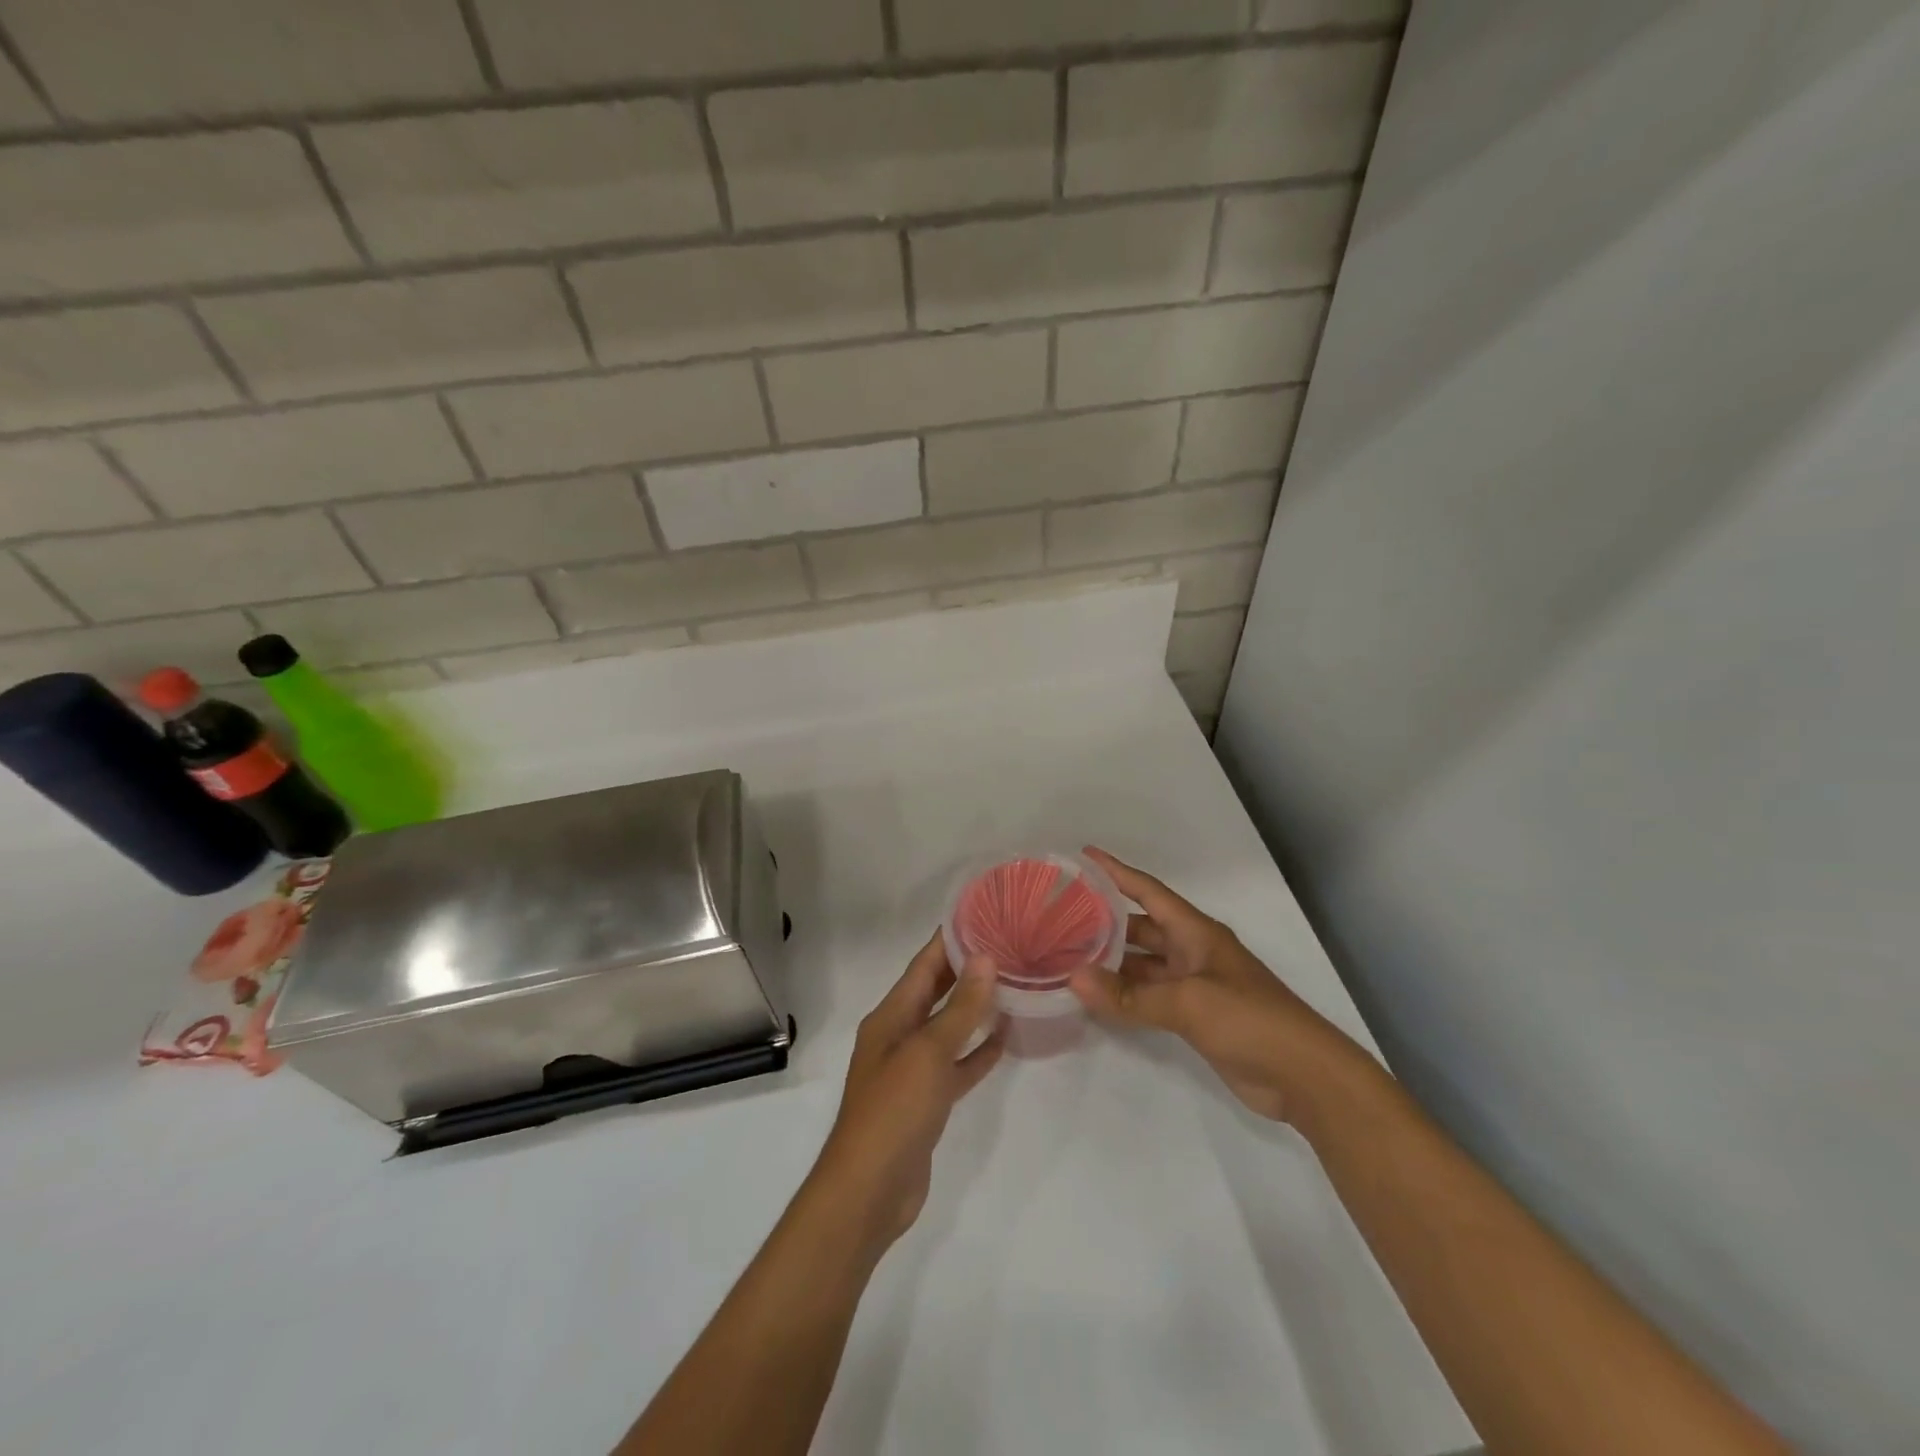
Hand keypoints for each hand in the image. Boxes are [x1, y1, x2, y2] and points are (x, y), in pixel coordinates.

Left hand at [809, 932, 1005, 1251]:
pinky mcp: (927, 1100)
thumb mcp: (929, 1052)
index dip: (950, 939)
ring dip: (976, 1007)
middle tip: (1008, 944)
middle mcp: (899, 1034)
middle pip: (936, 991)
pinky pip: (957, 1064)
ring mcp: (913, 1069)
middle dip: (967, 969)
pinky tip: (1006, 1038)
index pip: (923, 965)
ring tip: (1014, 983)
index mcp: (891, 1016)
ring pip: (949, 1027)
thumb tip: (984, 958)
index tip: (983, 915)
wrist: (870, 1191)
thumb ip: (960, 1008)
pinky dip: (978, 1051)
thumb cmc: (894, 1110)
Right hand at [1070, 846, 1366, 1123]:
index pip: (1148, 891)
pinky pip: (1149, 996)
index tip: (1083, 856)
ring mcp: (1193, 985)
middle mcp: (1192, 951)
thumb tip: (1074, 978)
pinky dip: (1124, 994)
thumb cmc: (1250, 1020)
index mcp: (1196, 932)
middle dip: (1104, 920)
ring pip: (1142, 964)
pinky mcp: (1194, 1017)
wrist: (1304, 1077)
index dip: (1116, 872)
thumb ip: (1131, 995)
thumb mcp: (1189, 1003)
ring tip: (1067, 956)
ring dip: (1111, 962)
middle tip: (1060, 916)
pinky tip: (1096, 997)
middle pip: (1141, 927)